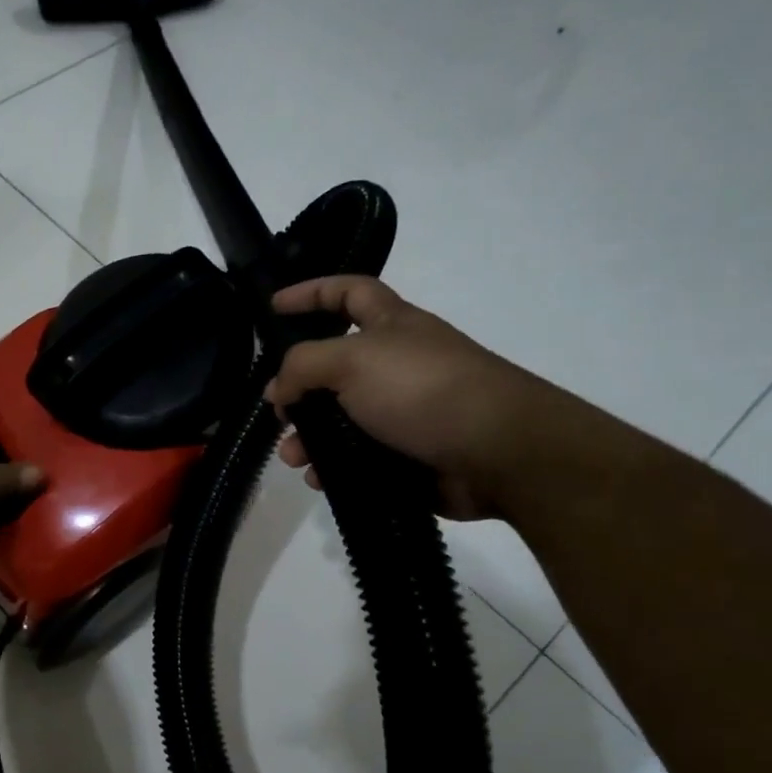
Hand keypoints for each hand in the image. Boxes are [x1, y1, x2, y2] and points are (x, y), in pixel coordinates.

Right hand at [264, 275, 557, 520]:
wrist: (498, 452)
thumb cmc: (423, 389)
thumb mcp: (352, 361)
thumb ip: (303, 366)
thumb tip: (278, 390)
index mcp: (392, 326)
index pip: (348, 292)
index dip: (311, 292)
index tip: (273, 306)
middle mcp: (397, 364)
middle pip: (335, 368)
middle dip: (300, 390)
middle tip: (278, 412)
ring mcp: (405, 412)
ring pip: (342, 420)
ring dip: (311, 438)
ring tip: (294, 459)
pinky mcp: (409, 454)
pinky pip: (359, 458)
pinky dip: (336, 468)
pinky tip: (320, 480)